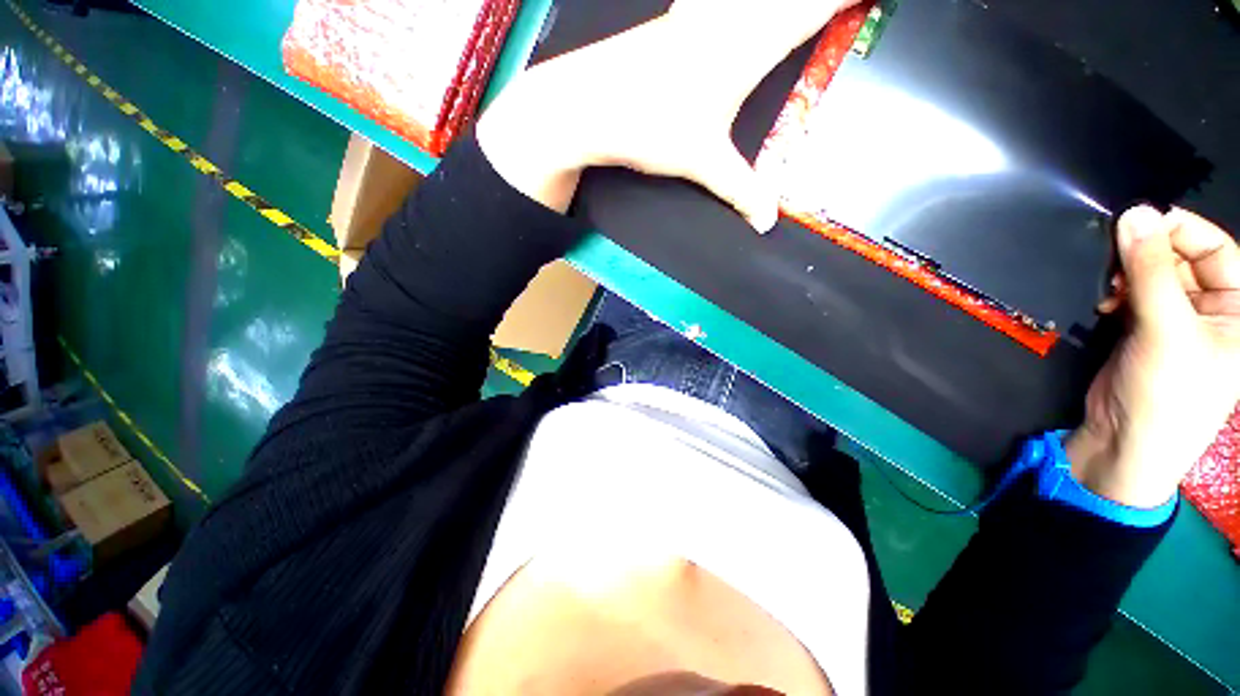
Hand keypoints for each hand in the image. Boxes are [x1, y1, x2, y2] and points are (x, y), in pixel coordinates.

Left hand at [477, 0, 859, 228]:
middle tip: (841, 8)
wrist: (587, 105)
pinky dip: (739, 8)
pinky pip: (717, 2)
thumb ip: (740, 190)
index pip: (817, 5)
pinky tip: (731, 15)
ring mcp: (699, 12)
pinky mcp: (675, 19)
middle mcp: (730, 16)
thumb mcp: (702, 162)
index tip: (873, 0)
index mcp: (749, 43)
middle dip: (821, 0)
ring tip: (801, 14)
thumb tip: (766, 221)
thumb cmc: (649, 126)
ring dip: (783, 0)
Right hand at [1066, 206, 1239, 507]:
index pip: (1217, 249)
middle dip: (1148, 255)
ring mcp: (1178, 320)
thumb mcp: (1165, 330)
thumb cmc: (1167, 393)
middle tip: (1113, 260)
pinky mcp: (1146, 330)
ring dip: (1128, 275)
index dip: (1181, 231)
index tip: (1136, 223)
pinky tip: (1103, 302)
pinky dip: (1116, 292)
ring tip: (1106, 288)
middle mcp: (1213, 310)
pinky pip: (1135, 294)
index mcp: (1238, 310)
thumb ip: (1151, 271)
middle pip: (1184, 259)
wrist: (1125, 443)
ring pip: (1155, 275)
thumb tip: (1133, 213)